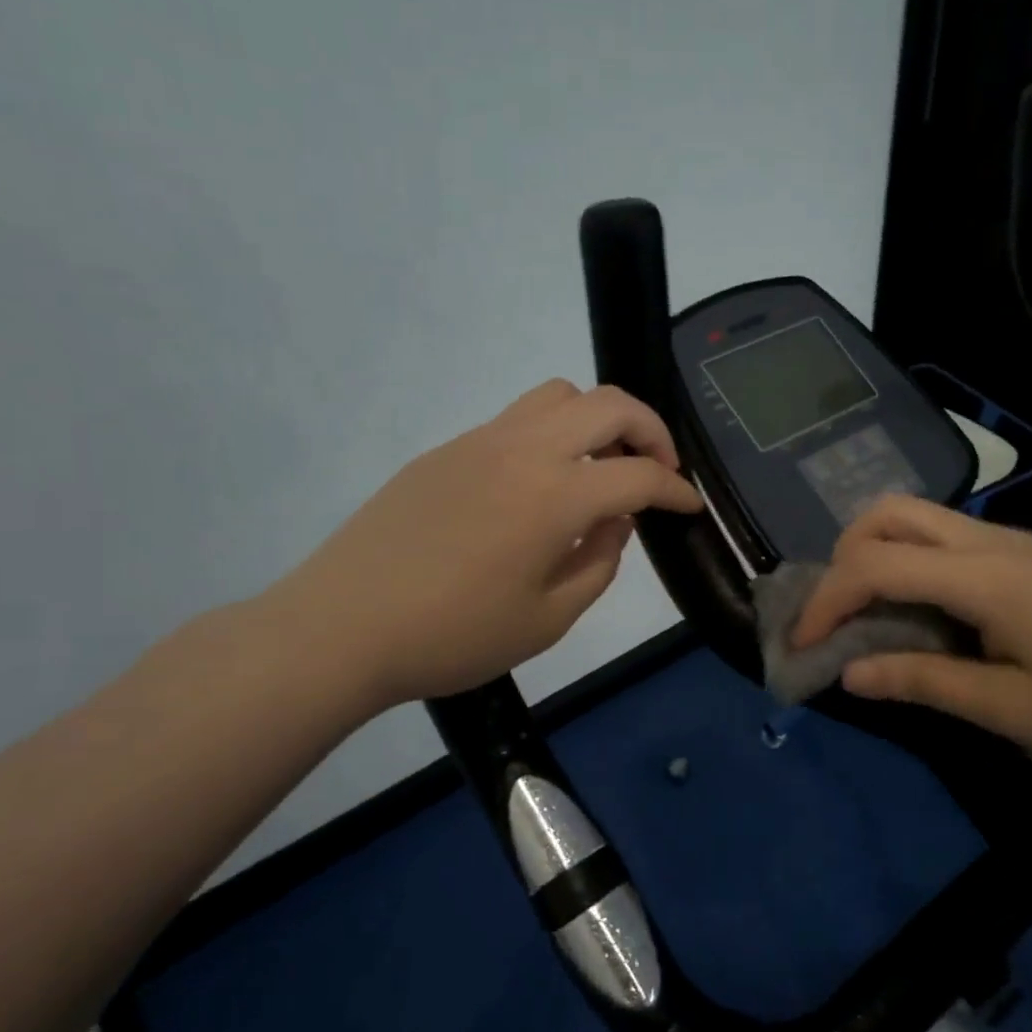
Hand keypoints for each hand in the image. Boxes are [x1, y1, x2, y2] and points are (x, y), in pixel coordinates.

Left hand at [256, 380, 701, 719]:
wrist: (341, 627)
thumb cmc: (452, 636)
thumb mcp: (547, 620)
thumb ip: (598, 563)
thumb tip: (616, 522)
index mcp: (554, 496)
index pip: (638, 475)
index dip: (675, 489)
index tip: (689, 506)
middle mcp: (523, 450)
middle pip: (608, 403)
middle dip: (650, 430)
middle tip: (659, 468)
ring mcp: (480, 441)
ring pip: (559, 396)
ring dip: (598, 419)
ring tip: (602, 464)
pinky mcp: (448, 449)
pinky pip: (517, 419)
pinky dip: (552, 434)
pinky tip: (541, 484)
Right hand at [791, 496, 1031, 768]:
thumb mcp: (1012, 710)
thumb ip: (924, 682)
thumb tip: (849, 673)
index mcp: (984, 577)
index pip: (876, 566)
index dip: (827, 601)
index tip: (803, 645)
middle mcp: (989, 541)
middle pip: (888, 513)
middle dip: (841, 557)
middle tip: (832, 613)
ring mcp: (1010, 541)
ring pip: (914, 517)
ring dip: (872, 552)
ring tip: (863, 610)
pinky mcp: (1024, 553)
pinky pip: (941, 537)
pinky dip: (905, 560)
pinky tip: (915, 608)